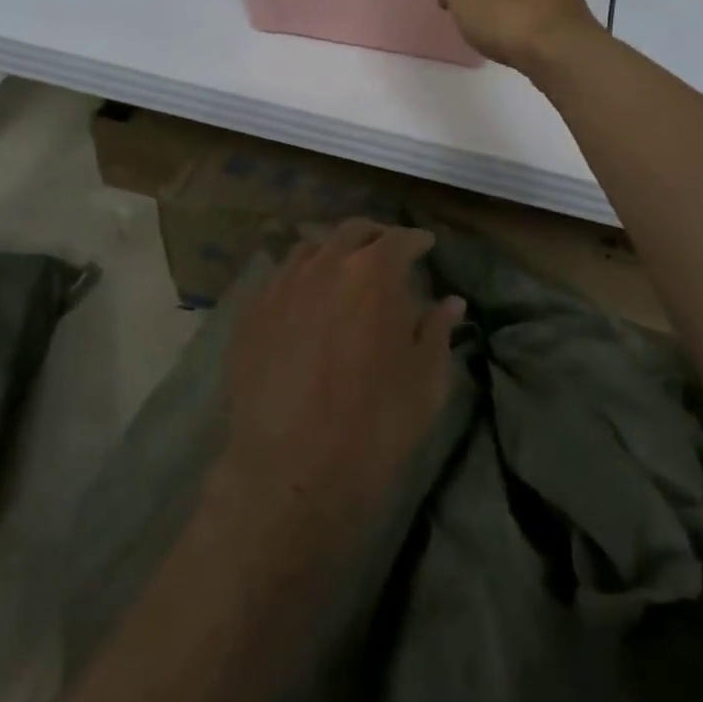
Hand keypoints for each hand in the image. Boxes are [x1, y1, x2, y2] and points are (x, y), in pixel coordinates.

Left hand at [212, 221, 462, 553]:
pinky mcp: (251, 312)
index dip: (417, 241)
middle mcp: (325, 265)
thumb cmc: (374, 425)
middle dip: (376, 236)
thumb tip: (451, 302)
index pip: (400, 239)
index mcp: (373, 273)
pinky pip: (279, 277)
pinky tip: (306, 298)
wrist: (292, 470)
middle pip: (352, 231)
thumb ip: (437, 331)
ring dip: (334, 251)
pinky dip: (301, 276)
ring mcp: (282, 285)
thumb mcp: (426, 380)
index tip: (426, 246)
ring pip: (311, 248)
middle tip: (388, 251)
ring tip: (344, 270)